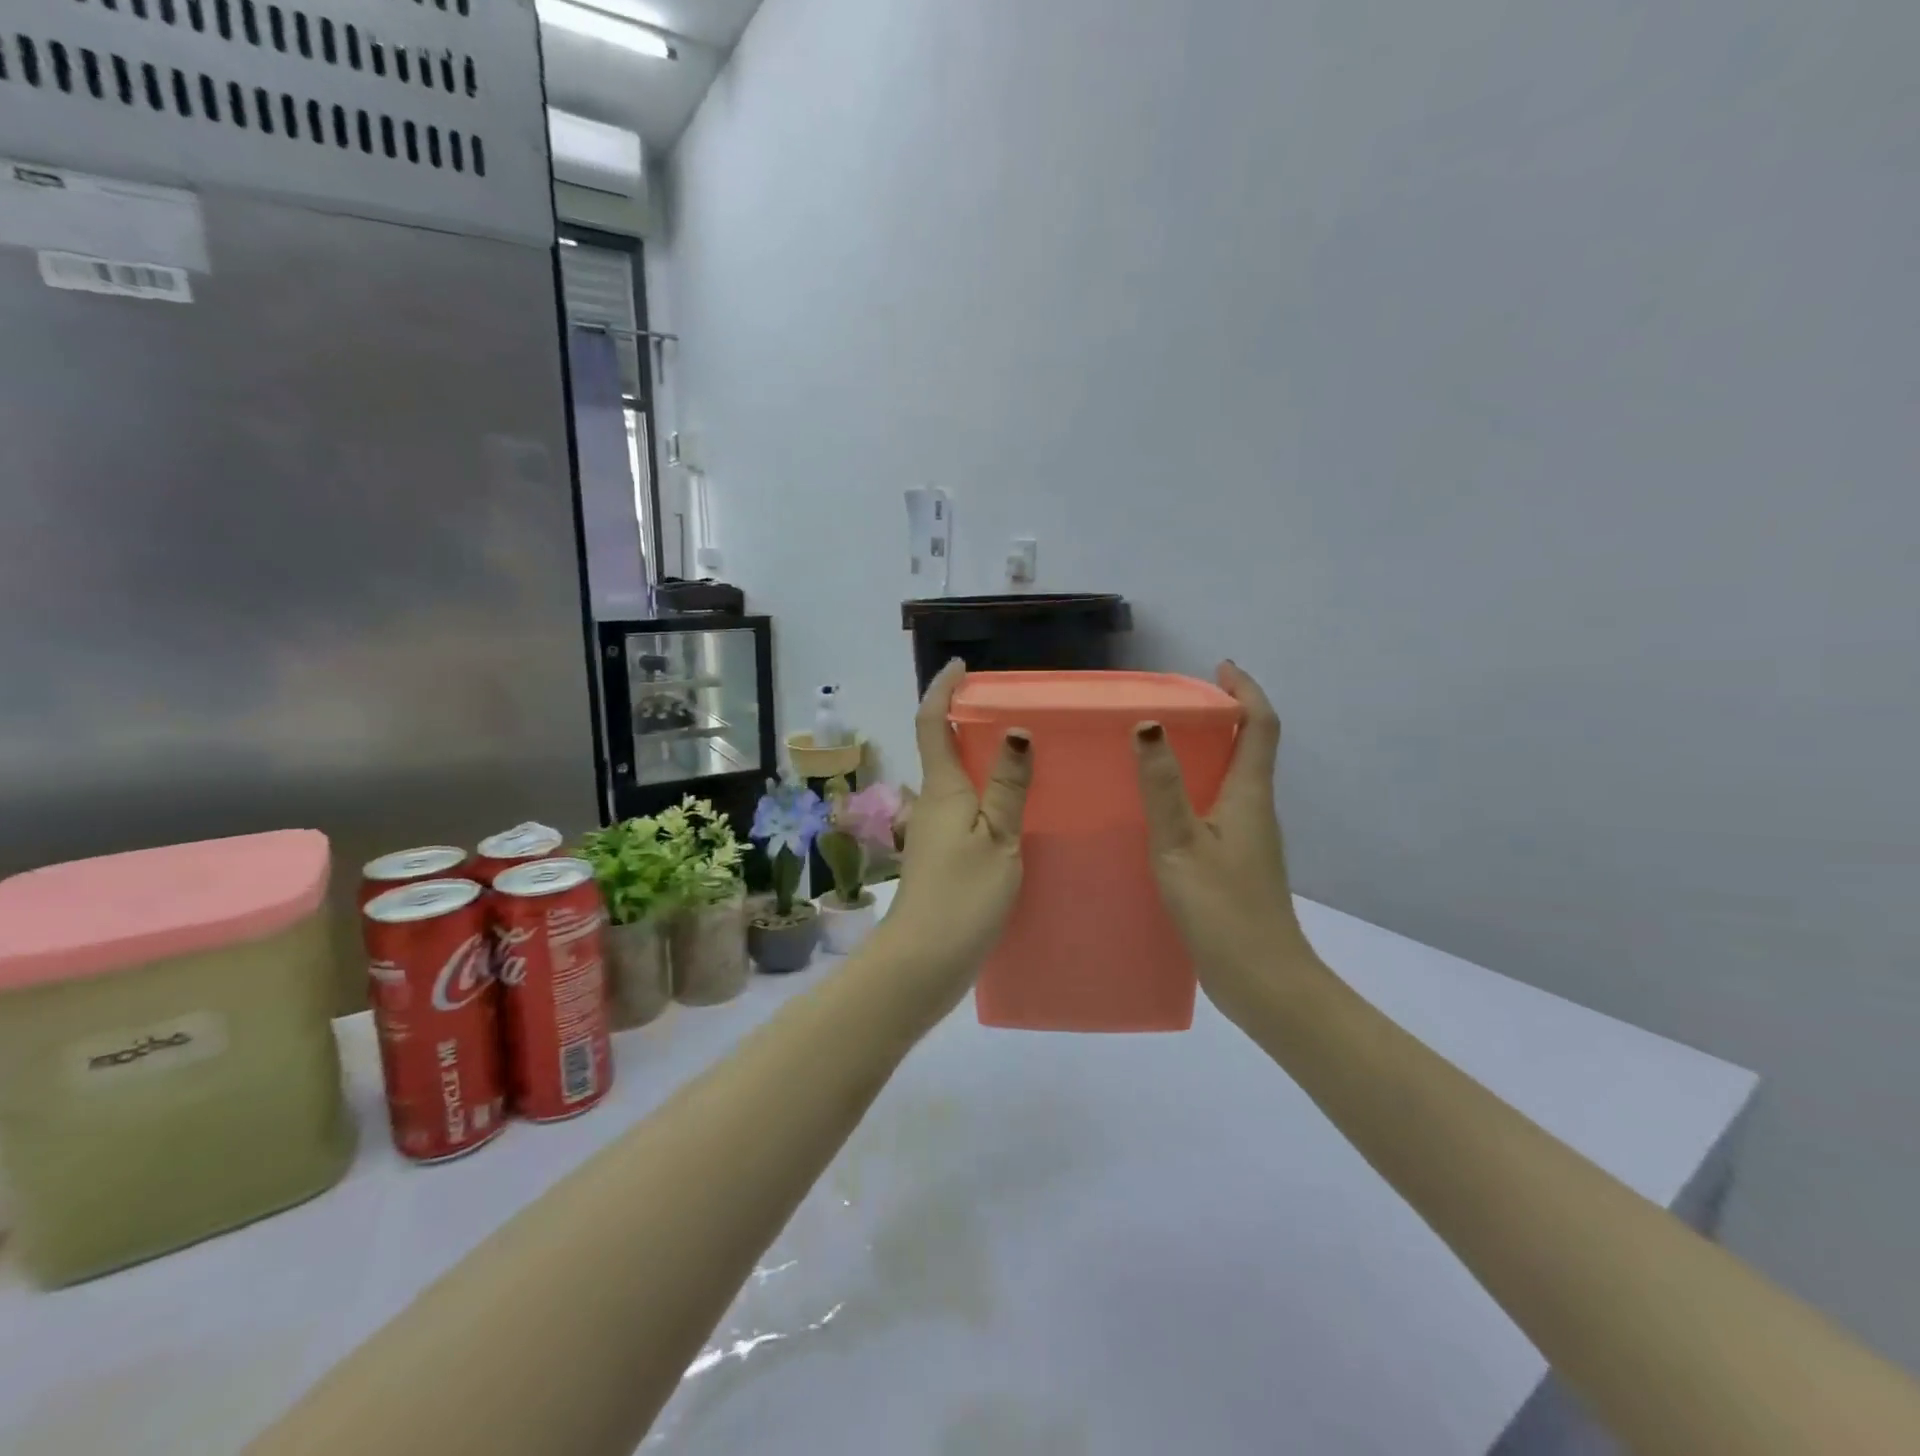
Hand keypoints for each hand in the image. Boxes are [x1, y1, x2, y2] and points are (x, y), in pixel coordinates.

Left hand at [880, 661, 1032, 1003]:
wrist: (923, 962)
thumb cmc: (962, 896)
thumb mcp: (998, 839)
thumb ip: (1008, 787)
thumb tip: (1015, 730)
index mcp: (944, 789)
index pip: (933, 723)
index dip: (942, 690)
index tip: (961, 667)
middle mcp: (933, 803)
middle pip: (943, 748)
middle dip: (965, 721)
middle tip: (1010, 709)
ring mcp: (935, 833)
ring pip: (956, 781)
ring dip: (979, 759)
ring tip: (1024, 753)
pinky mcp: (942, 858)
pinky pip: (965, 810)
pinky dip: (985, 795)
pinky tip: (1015, 809)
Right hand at [1132, 662, 1309, 1005]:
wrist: (1262, 981)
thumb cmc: (1223, 908)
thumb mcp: (1181, 843)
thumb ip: (1162, 786)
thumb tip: (1149, 724)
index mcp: (1250, 796)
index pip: (1260, 726)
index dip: (1246, 691)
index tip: (1220, 667)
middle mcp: (1256, 810)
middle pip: (1250, 747)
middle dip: (1224, 715)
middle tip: (1178, 704)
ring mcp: (1250, 839)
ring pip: (1234, 779)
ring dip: (1210, 752)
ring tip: (1162, 747)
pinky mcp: (1238, 863)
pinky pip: (1220, 807)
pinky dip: (1199, 788)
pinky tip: (1164, 808)